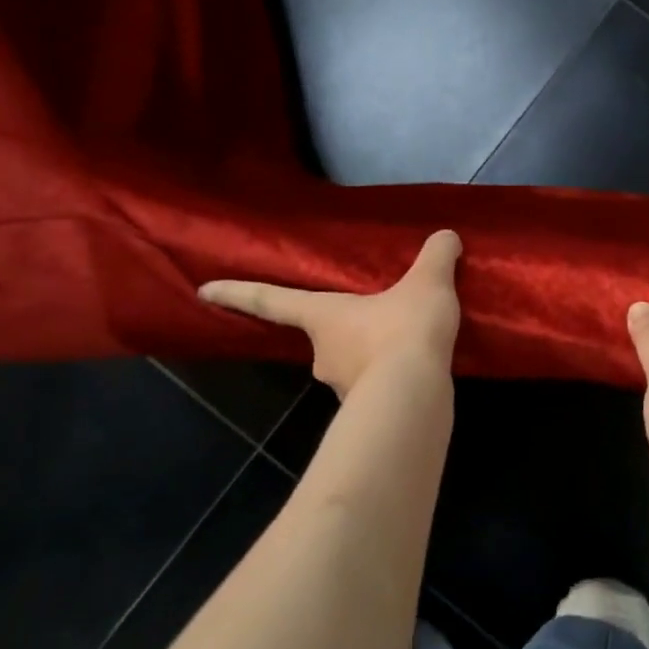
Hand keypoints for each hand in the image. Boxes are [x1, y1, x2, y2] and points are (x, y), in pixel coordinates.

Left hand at [198, 230, 462, 395]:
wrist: (413, 394)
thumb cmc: (404, 330)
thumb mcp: (428, 282)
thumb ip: (436, 256)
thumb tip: (446, 236)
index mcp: (324, 316)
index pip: (271, 300)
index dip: (236, 292)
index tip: (202, 291)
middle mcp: (324, 354)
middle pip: (325, 336)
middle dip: (347, 328)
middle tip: (379, 317)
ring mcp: (343, 387)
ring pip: (353, 365)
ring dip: (373, 356)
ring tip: (409, 345)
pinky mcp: (369, 411)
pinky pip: (377, 388)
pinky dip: (391, 379)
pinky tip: (418, 373)